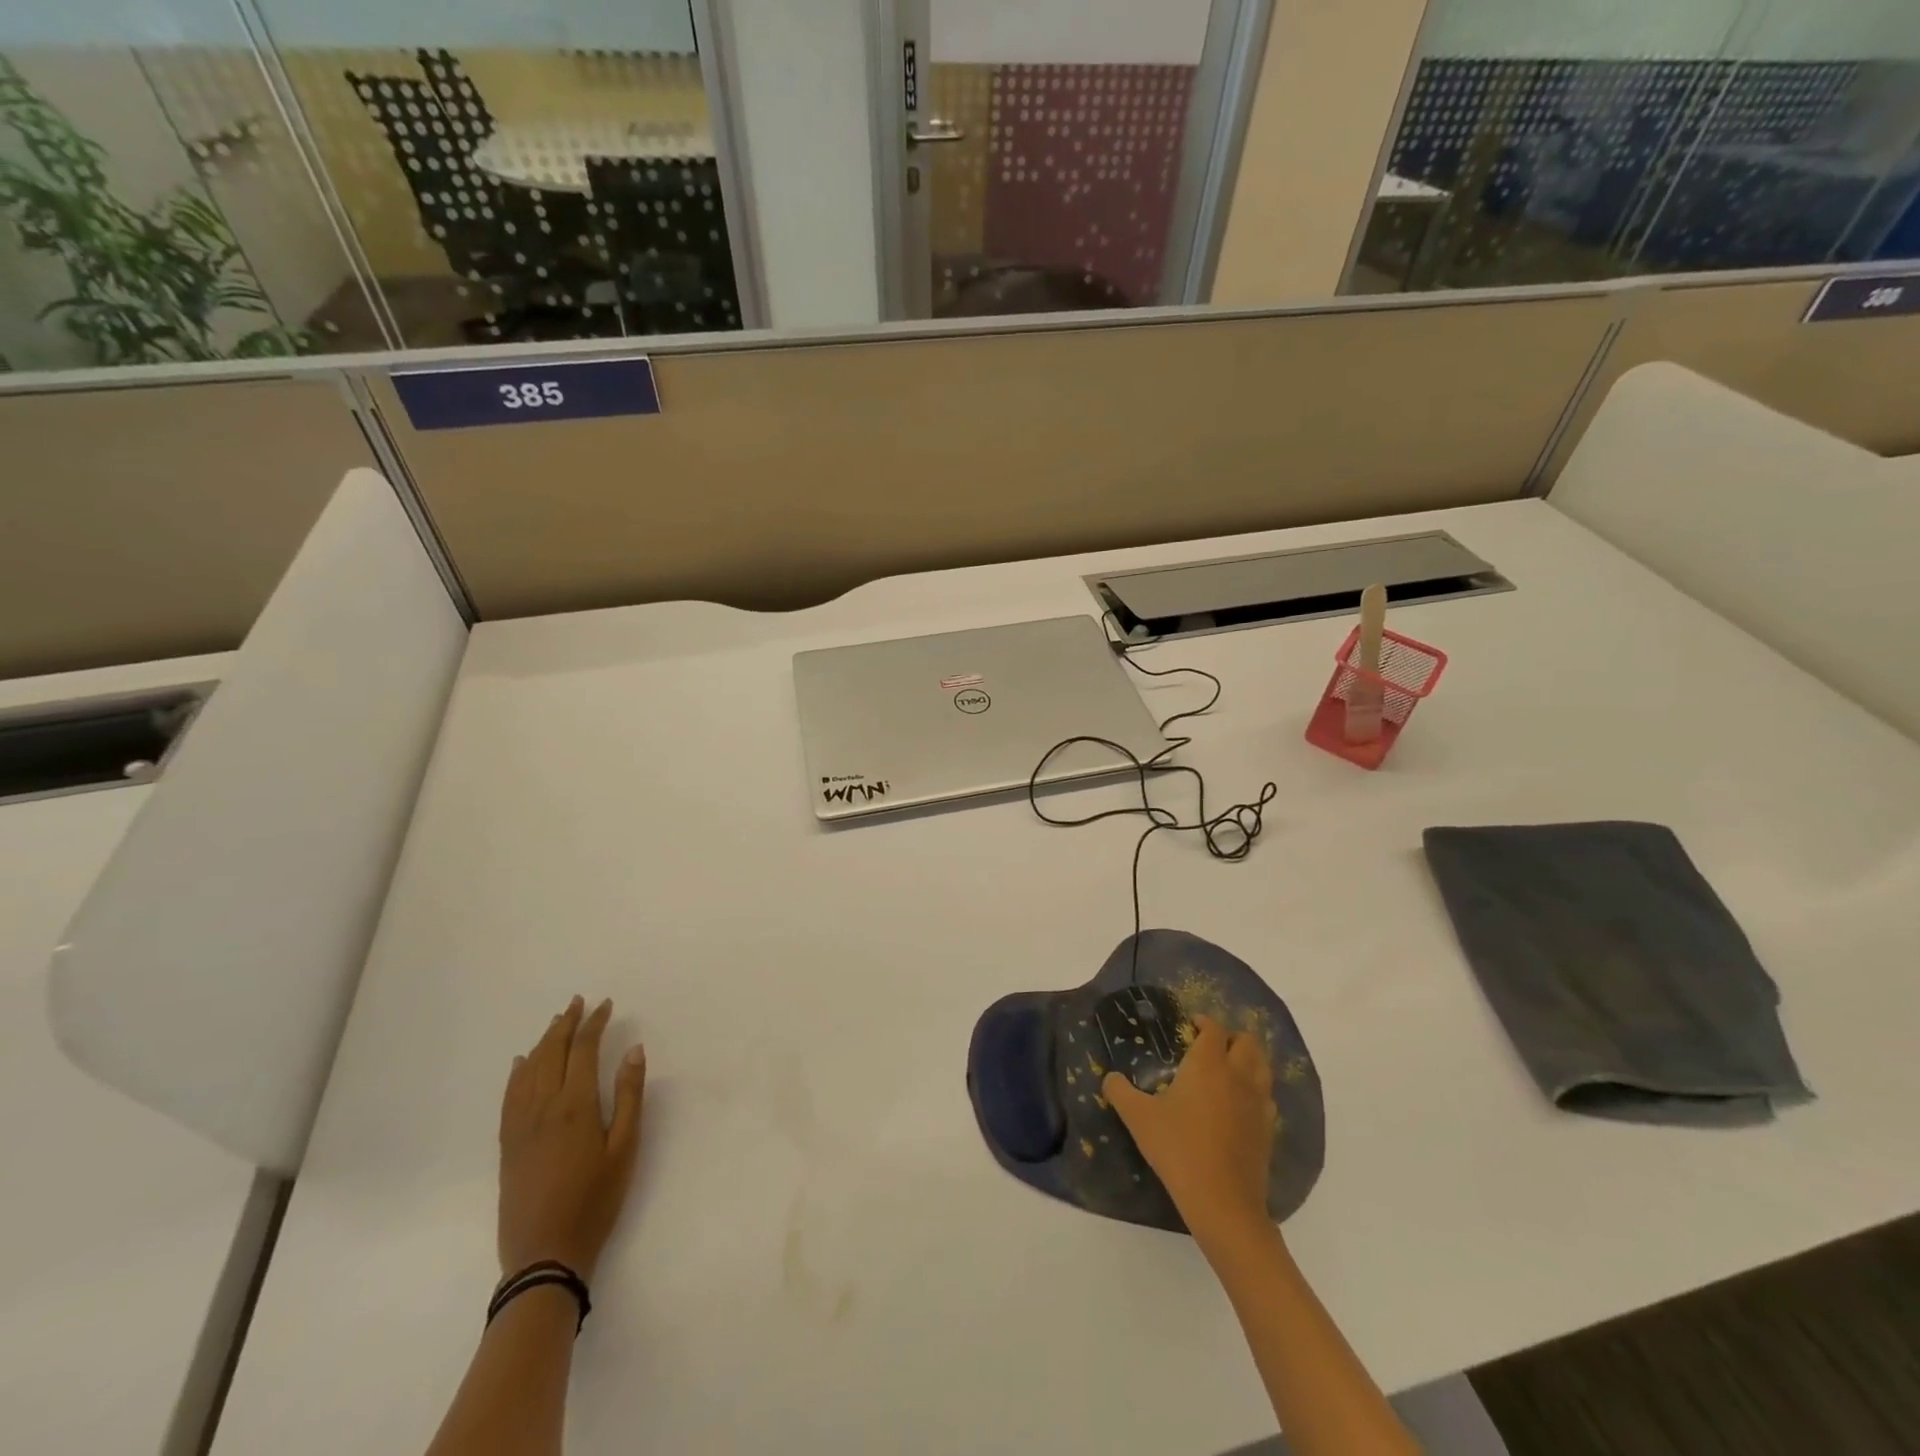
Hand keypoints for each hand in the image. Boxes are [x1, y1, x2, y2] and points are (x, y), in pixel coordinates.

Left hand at [497, 996, 646, 1282]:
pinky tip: (521, 1063)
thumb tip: (634, 1050)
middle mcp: (544, 1107)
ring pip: (529, 1070)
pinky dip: (517, 1073)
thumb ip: (630, 1095)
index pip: (583, 1049)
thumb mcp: (626, 1148)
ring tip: (556, 1023)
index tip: (605, 1005)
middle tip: (578, 1002)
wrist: (545, 1255)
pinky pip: (509, 1097)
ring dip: (543, 1042)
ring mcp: (520, 1126)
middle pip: (552, 1053)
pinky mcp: (507, 1145)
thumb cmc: (596, 1200)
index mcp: (576, 1104)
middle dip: (566, 1024)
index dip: (594, 1023)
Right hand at [1103, 1015, 1275, 1240]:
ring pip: (1262, 1066)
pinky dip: (1256, 1090)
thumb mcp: (1138, 1118)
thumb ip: (1120, 1092)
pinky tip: (1239, 1105)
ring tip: (1229, 1069)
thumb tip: (1109, 1078)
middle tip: (1211, 1046)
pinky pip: (1267, 1096)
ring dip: (1248, 1060)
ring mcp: (1257, 1102)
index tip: (1191, 1025)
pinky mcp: (1268, 1129)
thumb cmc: (1178, 1148)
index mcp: (1208, 1064)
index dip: (1204, 1022)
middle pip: (1247, 1042)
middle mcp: (1237, 1075)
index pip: (1214, 1029)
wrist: (1222, 1201)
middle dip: (1231, 1037)